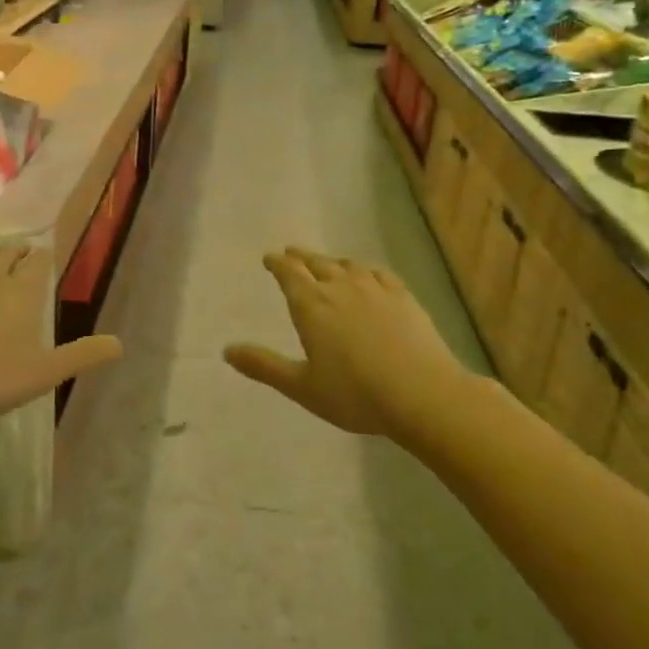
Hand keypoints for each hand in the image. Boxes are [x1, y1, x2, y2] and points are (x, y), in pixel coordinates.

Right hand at [224, 248, 467, 440]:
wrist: (422, 393)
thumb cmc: (355, 394)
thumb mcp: (302, 386)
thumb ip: (264, 366)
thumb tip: (227, 350)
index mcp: (311, 305)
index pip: (289, 274)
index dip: (277, 264)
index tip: (269, 258)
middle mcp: (340, 287)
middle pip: (316, 263)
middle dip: (300, 258)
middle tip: (291, 254)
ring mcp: (375, 289)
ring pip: (347, 265)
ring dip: (331, 262)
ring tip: (326, 264)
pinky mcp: (403, 296)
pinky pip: (378, 273)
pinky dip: (365, 271)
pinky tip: (368, 276)